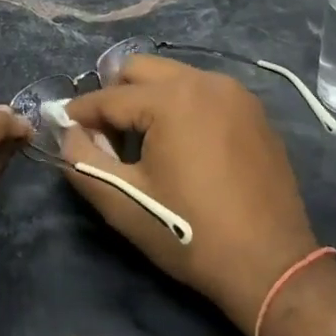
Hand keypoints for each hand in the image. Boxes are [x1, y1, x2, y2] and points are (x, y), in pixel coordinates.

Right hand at [61, 55, 317, 329]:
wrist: (272, 266)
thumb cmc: (191, 234)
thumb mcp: (125, 204)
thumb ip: (84, 161)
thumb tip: (68, 132)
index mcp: (171, 99)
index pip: (109, 97)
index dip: (81, 112)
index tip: (63, 125)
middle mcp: (204, 81)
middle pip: (141, 69)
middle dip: (115, 95)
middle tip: (106, 135)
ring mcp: (234, 92)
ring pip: (174, 77)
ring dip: (149, 98)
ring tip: (143, 141)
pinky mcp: (253, 110)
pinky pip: (203, 91)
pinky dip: (182, 106)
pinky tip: (182, 144)